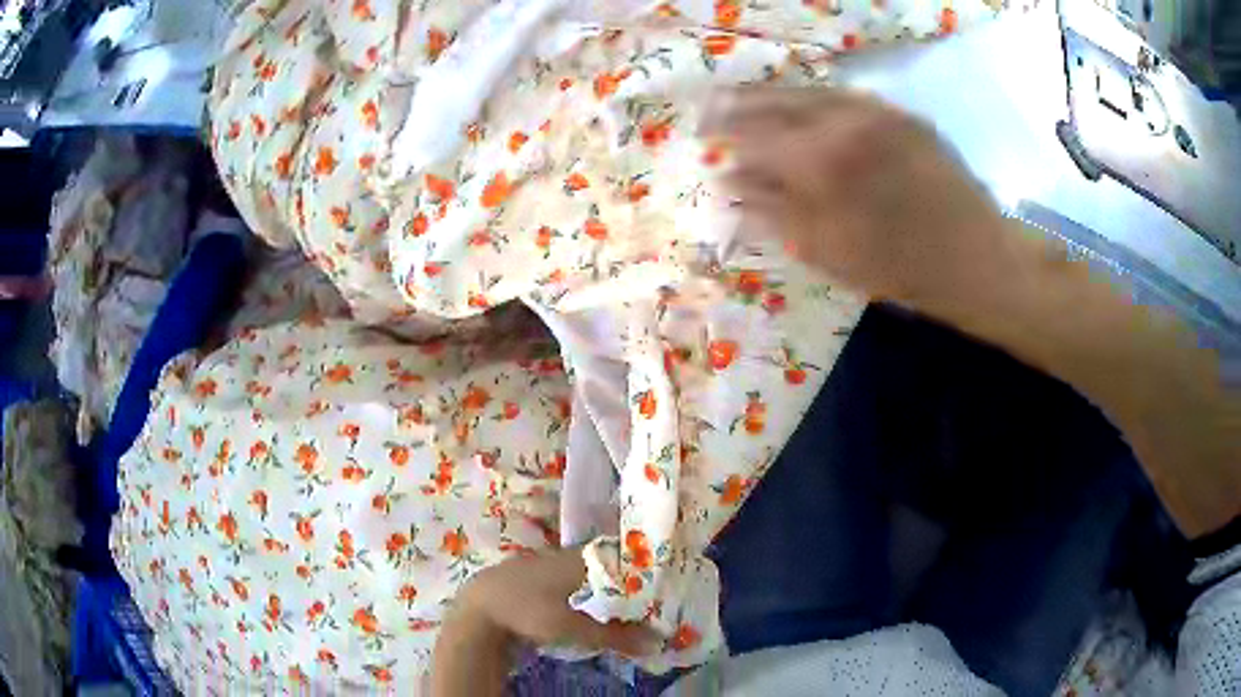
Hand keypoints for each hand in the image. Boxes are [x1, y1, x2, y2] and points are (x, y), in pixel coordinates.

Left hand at [458, 547, 658, 654]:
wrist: (478, 608)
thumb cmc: (528, 611)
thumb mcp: (573, 628)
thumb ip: (615, 635)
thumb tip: (656, 642)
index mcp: (581, 559)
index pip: (623, 557)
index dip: (643, 572)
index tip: (661, 587)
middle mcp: (566, 554)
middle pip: (607, 565)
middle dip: (626, 583)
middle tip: (646, 602)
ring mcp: (547, 562)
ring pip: (587, 571)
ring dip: (604, 588)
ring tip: (622, 607)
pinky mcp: (534, 574)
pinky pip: (569, 577)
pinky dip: (584, 590)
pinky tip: (587, 605)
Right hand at [703, 86, 1014, 308]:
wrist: (978, 259)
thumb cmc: (901, 269)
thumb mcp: (827, 252)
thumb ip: (773, 209)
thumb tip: (730, 180)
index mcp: (821, 160)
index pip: (754, 134)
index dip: (724, 134)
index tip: (702, 135)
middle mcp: (844, 119)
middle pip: (777, 100)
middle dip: (741, 103)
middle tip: (713, 106)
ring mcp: (877, 110)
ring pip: (811, 91)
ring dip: (775, 96)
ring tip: (750, 101)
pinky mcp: (902, 113)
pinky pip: (846, 96)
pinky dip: (815, 99)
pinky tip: (804, 108)